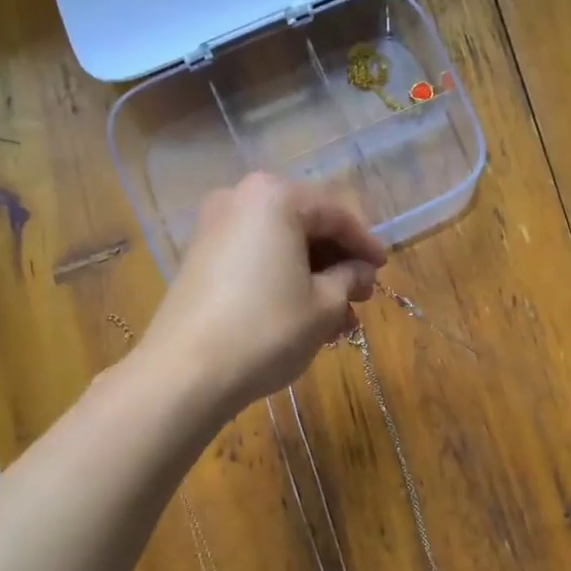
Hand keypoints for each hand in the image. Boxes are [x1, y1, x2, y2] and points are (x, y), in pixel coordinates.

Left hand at [142, 173, 385, 416]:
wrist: (186, 372)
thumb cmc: (267, 329)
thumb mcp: (324, 305)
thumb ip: (349, 278)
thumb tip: (360, 271)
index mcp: (275, 197)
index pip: (336, 213)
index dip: (366, 244)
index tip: (384, 270)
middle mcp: (241, 199)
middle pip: (306, 225)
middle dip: (338, 263)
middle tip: (361, 296)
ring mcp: (214, 228)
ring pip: (281, 246)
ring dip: (314, 278)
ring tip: (338, 320)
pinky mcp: (200, 259)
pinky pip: (256, 259)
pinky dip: (284, 281)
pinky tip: (304, 317)